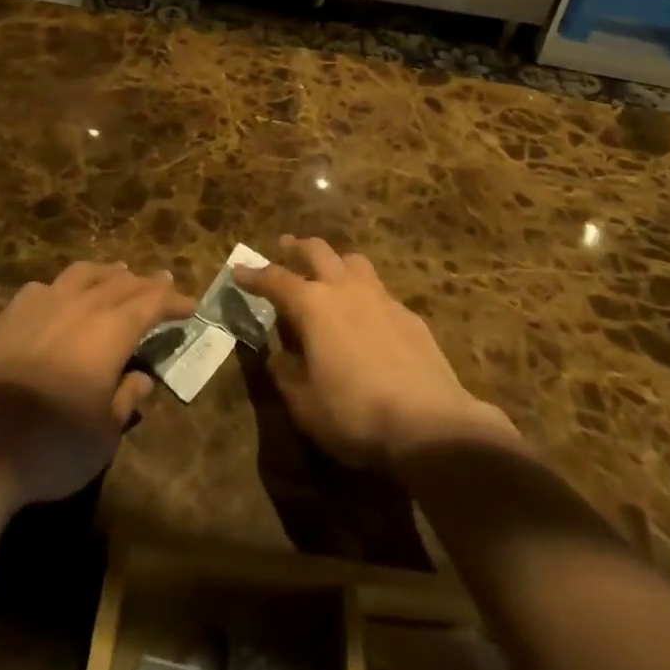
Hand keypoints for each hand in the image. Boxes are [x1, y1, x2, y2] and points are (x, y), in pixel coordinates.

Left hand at [0, 262, 195, 513]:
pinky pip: (44, 288)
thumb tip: (141, 378)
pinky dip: (63, 287)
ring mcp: (41, 305)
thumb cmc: (53, 447)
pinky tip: (61, 296)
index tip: (191, 304)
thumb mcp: (105, 435)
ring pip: (82, 274)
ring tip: (119, 273)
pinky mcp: (8, 316)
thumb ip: (127, 398)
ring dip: (107, 273)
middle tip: (163, 281)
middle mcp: (80, 305)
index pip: (152, 303)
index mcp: (110, 330)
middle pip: (121, 283)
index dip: (173, 301)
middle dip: (146, 283)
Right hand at [235, 236, 516, 469]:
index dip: (254, 275)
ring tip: (329, 272)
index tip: (239, 269)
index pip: (275, 280)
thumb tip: (279, 357)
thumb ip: (287, 375)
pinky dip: (365, 295)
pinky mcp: (409, 316)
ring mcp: (381, 298)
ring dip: (336, 262)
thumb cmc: (355, 414)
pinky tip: (367, 317)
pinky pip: (380, 293)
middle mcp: (345, 289)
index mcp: (312, 305)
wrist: (430, 423)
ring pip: (354, 262)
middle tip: (285, 246)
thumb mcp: (305, 405)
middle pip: (318, 251)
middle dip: (298, 247)